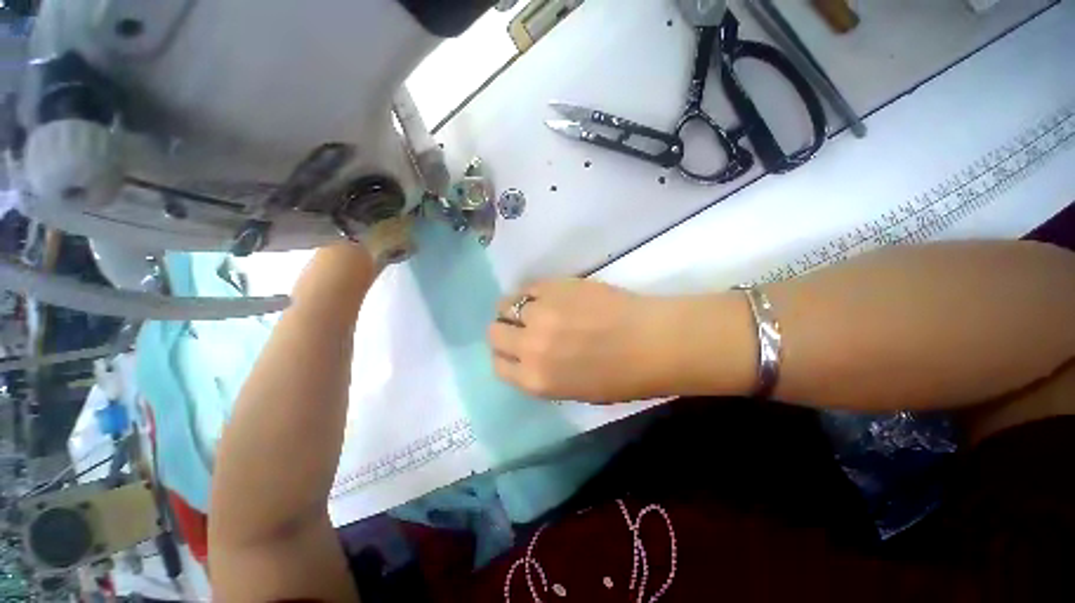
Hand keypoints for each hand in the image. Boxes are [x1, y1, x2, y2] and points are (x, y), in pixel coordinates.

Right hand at [488, 279, 687, 402]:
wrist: (653, 341)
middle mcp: (530, 346)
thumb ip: (543, 374)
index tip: (514, 349)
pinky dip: (530, 292)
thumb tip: (527, 356)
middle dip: (504, 331)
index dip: (504, 356)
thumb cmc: (622, 377)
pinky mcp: (555, 286)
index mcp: (536, 379)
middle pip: (494, 333)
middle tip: (521, 327)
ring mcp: (541, 312)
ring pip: (505, 305)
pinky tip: (546, 296)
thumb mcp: (575, 391)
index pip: (498, 366)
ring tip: (533, 308)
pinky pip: (527, 286)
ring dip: (514, 308)